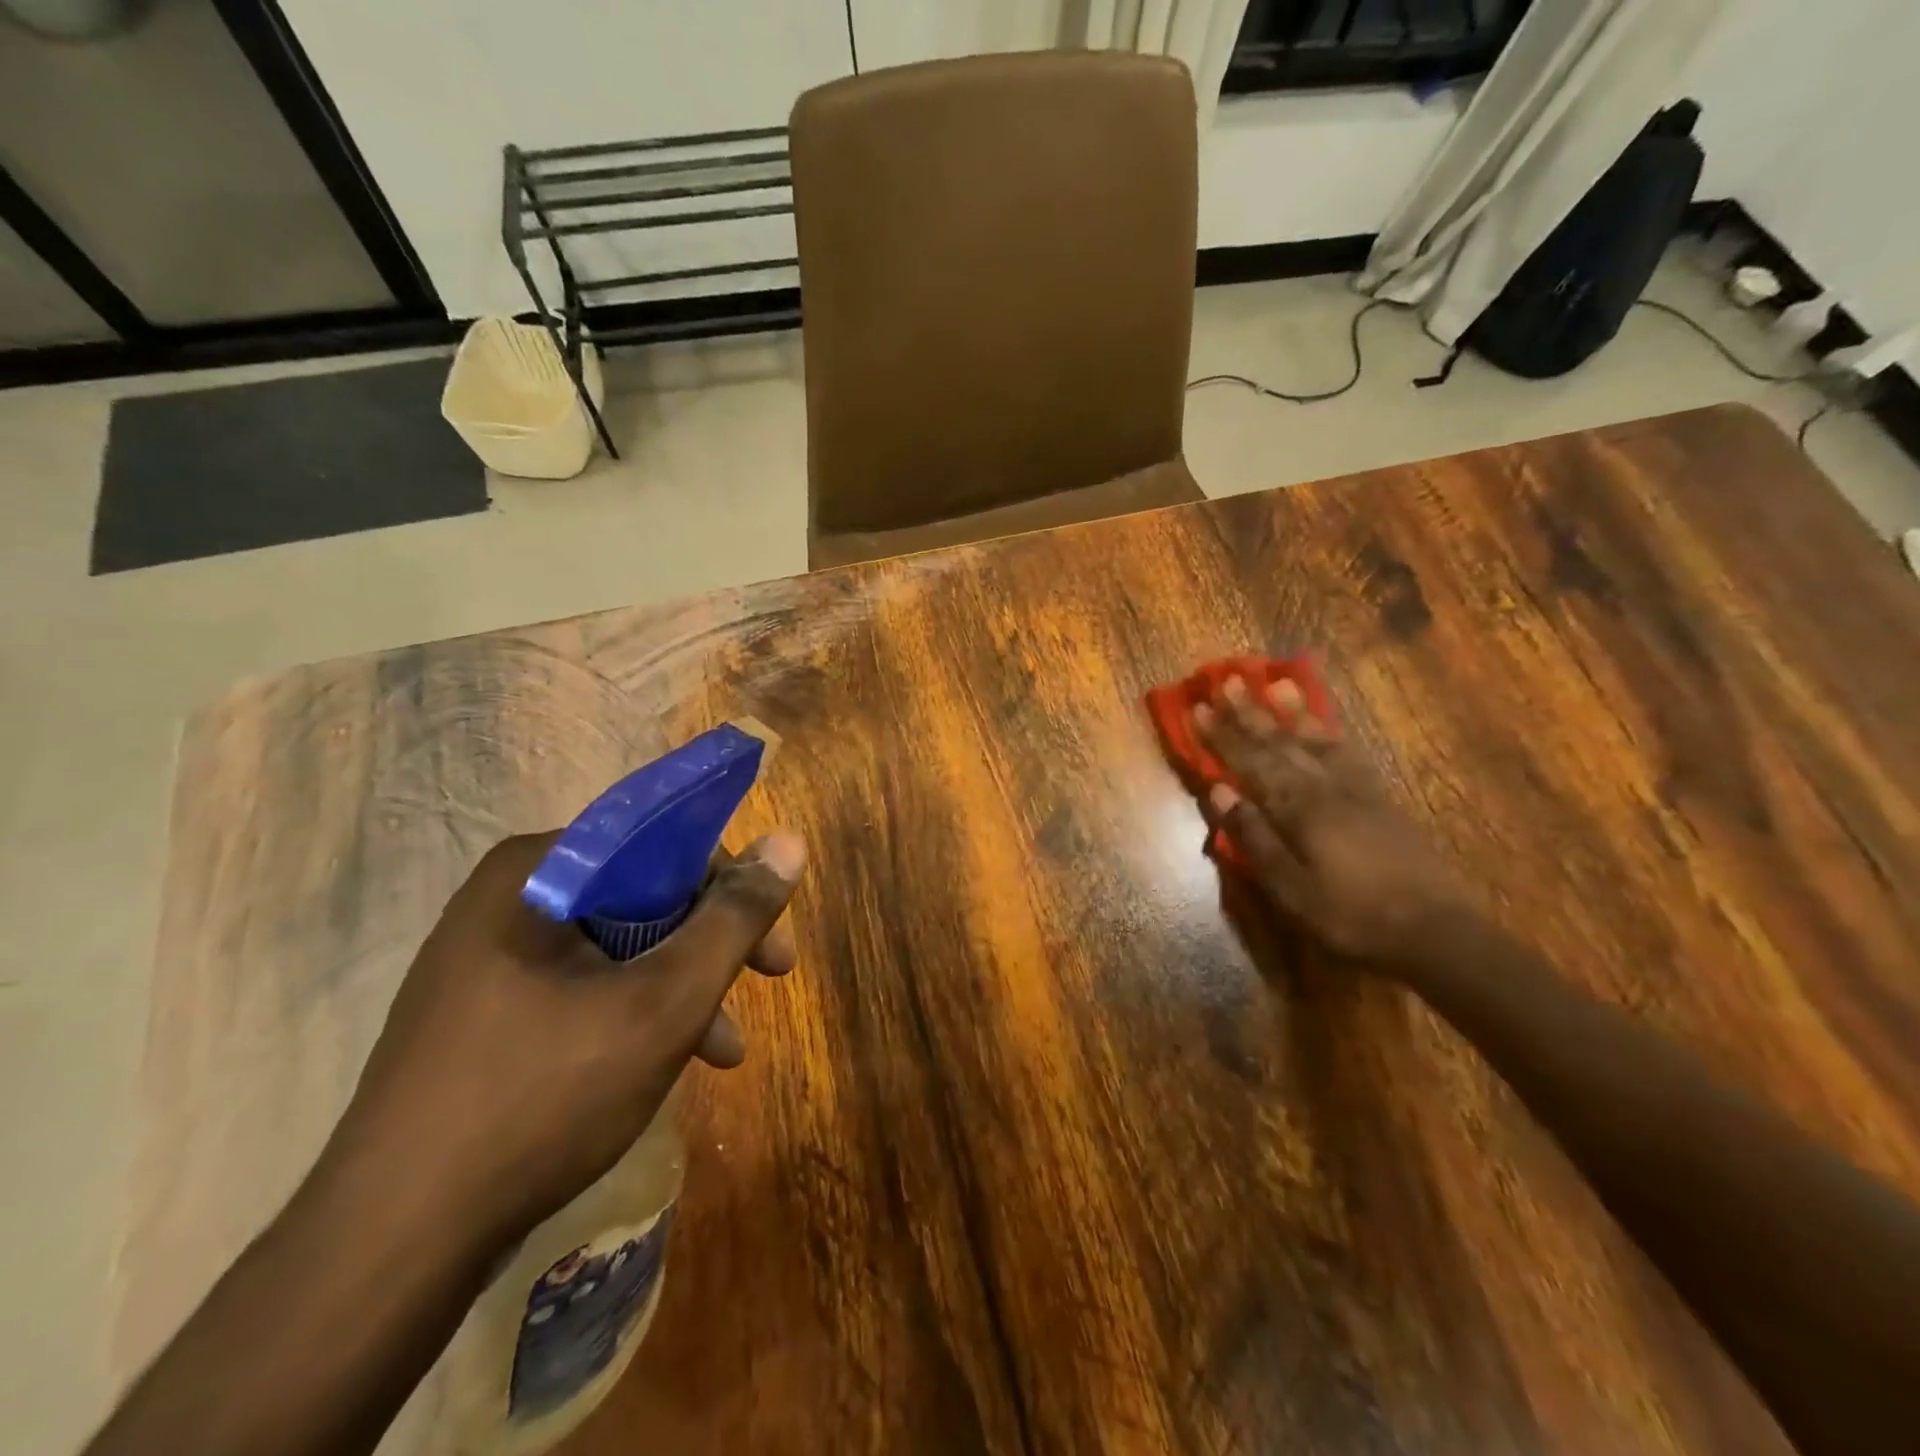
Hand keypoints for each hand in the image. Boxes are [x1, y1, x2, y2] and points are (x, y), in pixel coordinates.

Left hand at [320, 829, 805, 1248]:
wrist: (391, 1247)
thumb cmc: (543, 1098)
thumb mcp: (665, 1002)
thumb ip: (734, 918)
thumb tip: (788, 841)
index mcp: (538, 871)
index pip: (662, 841)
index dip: (729, 884)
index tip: (770, 938)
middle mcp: (508, 898)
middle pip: (644, 894)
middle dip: (710, 944)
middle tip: (766, 982)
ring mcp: (488, 958)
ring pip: (619, 945)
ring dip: (681, 985)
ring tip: (725, 1048)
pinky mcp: (483, 1012)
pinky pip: (583, 985)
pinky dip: (636, 1012)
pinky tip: (669, 1062)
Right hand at [1196, 676, 1465, 966]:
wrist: (1434, 931)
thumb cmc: (1350, 915)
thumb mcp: (1289, 888)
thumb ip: (1254, 838)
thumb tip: (1219, 792)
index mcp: (1299, 808)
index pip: (1251, 762)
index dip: (1222, 735)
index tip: (1199, 706)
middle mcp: (1326, 787)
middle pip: (1281, 742)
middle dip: (1250, 711)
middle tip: (1228, 679)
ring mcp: (1358, 790)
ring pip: (1318, 740)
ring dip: (1292, 712)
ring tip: (1278, 683)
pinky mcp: (1382, 799)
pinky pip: (1349, 753)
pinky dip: (1331, 734)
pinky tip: (1325, 727)